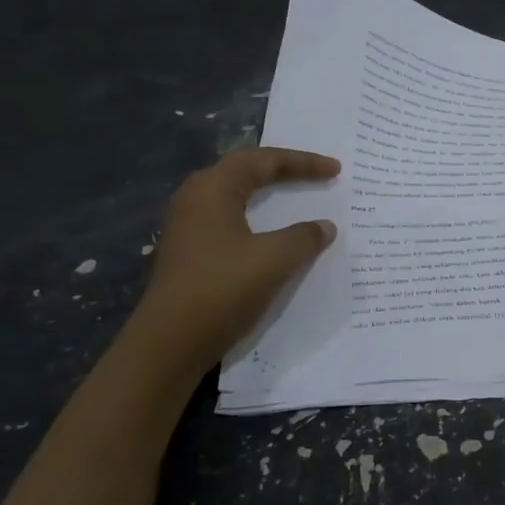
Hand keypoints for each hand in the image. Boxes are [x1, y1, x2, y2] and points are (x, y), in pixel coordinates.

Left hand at [133, 147, 340, 362]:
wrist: (170, 344)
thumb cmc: (222, 290)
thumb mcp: (274, 260)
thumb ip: (304, 237)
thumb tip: (324, 226)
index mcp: (212, 188)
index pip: (263, 160)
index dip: (302, 162)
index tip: (335, 170)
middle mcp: (195, 198)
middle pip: (245, 171)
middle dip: (282, 170)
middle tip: (316, 175)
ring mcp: (188, 226)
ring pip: (235, 196)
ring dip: (267, 194)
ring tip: (296, 197)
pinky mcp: (189, 251)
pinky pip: (230, 219)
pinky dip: (257, 218)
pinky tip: (272, 234)